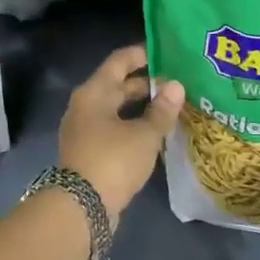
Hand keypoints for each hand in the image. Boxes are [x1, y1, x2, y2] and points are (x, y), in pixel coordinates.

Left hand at [58, 44, 184, 223]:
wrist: (82, 206)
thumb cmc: (113, 160)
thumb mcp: (144, 135)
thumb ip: (162, 110)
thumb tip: (176, 86)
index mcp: (94, 92)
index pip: (120, 61)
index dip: (142, 54)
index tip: (167, 53)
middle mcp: (86, 106)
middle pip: (118, 86)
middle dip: (147, 84)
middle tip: (178, 83)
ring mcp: (85, 130)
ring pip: (117, 109)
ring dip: (142, 108)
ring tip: (173, 107)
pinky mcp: (90, 151)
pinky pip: (115, 129)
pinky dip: (134, 126)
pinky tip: (156, 133)